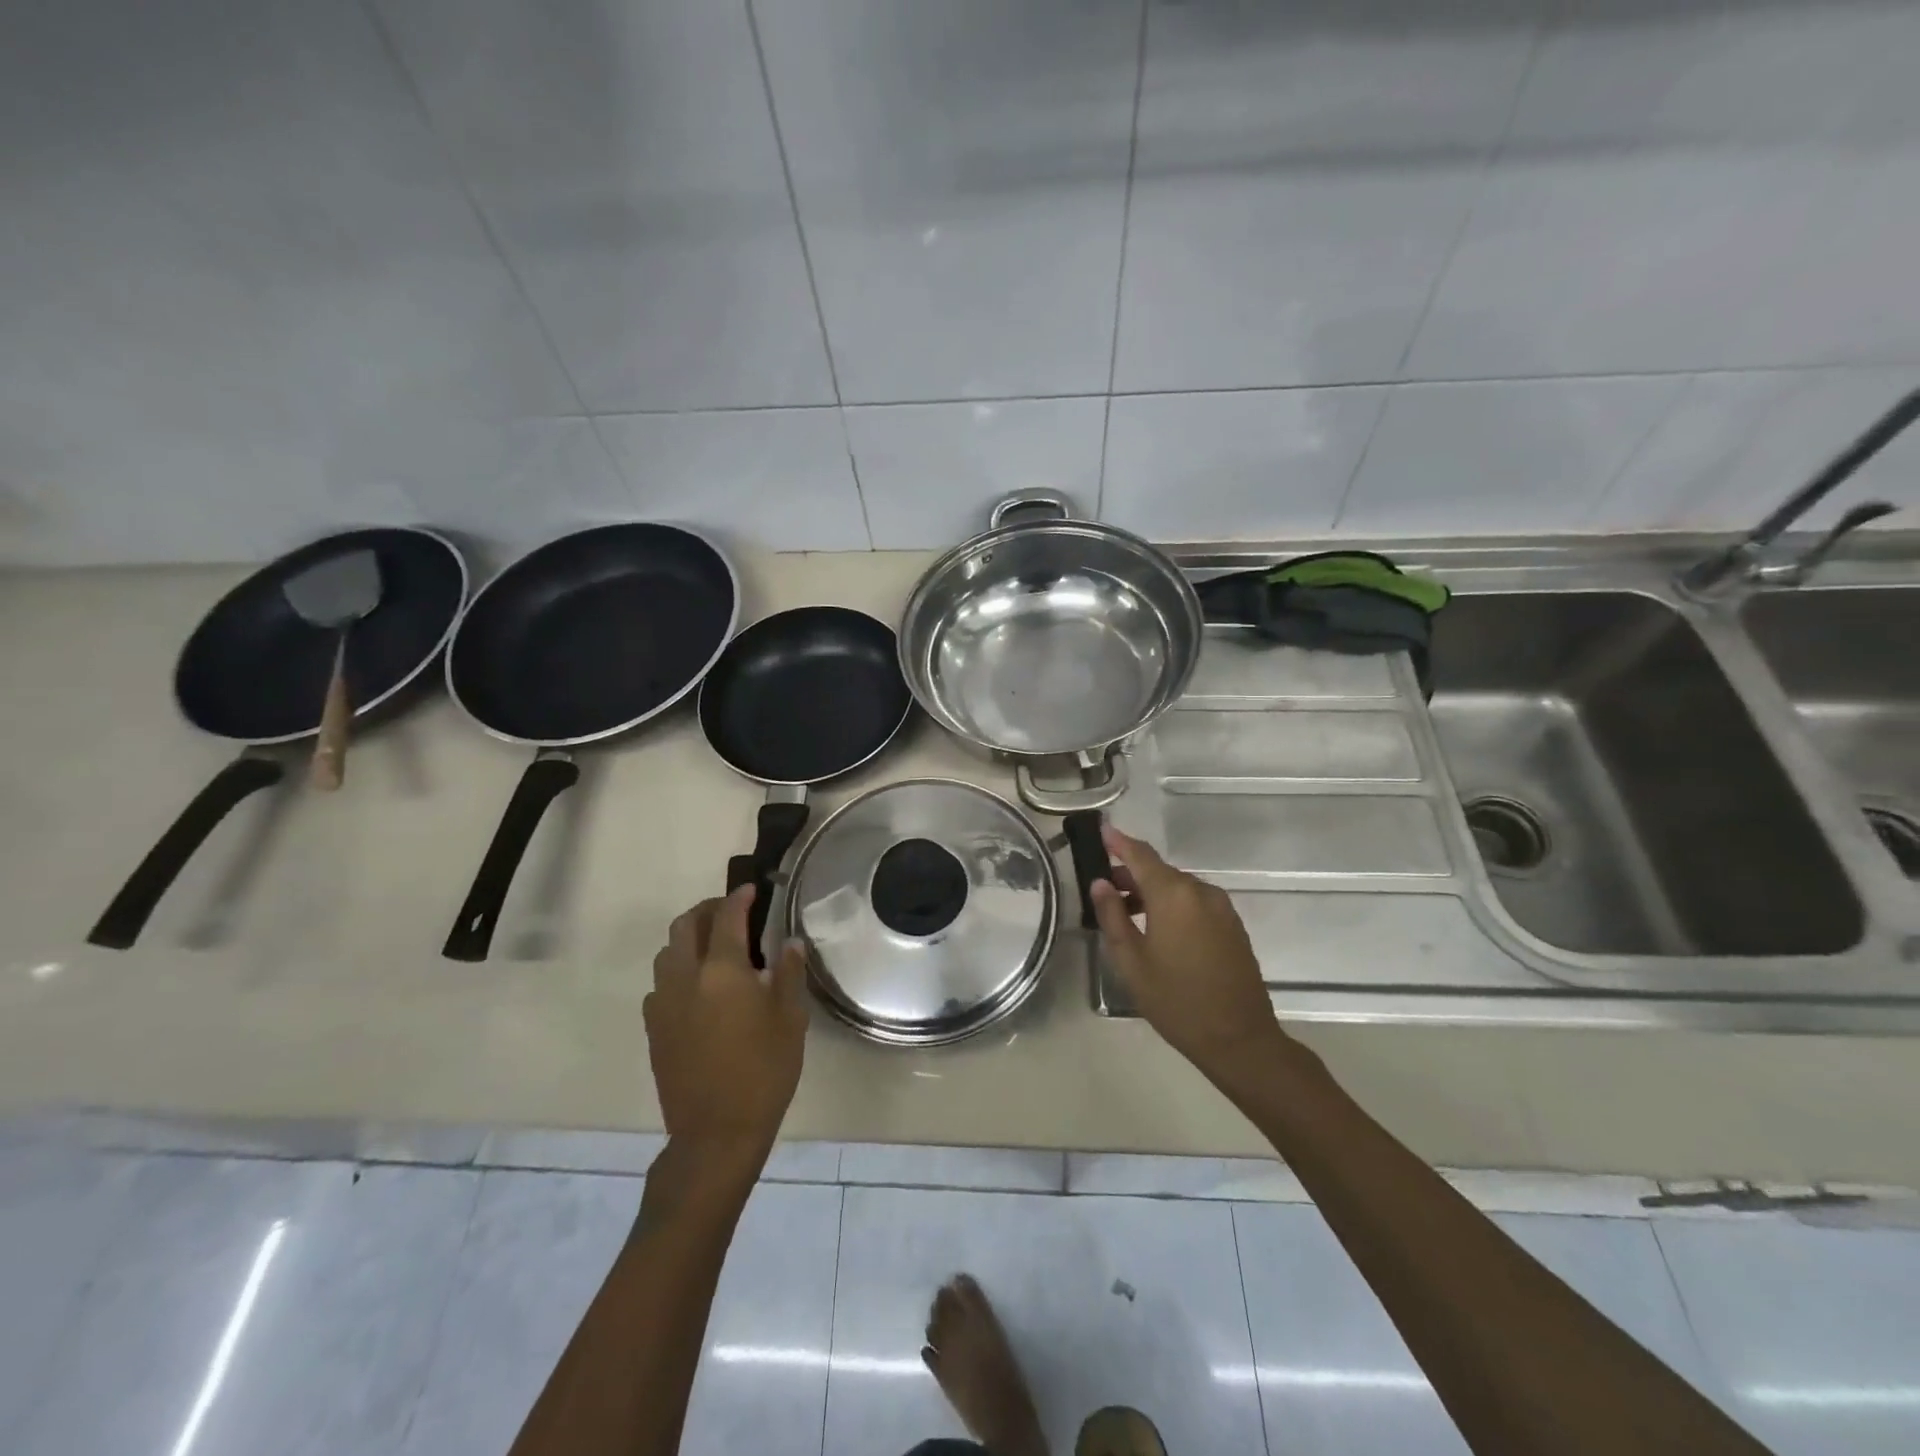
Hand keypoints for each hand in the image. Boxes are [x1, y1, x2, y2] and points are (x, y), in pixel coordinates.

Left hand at [643, 886, 808, 1163]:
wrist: (715, 1133)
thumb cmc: (763, 1073)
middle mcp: (686, 978)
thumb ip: (788, 974)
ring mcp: (663, 1003)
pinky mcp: (653, 1028)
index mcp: (723, 971)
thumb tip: (789, 942)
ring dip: (687, 938)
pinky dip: (677, 970)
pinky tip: (697, 988)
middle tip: (729, 912)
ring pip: (667, 953)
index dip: (739, 898)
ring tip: (713, 947)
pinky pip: (660, 983)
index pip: (727, 917)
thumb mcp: (790, 1020)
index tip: (752, 889)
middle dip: (707, 910)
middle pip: (685, 926)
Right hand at [1089, 824, 1285, 1075]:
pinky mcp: (1233, 925)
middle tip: (1106, 889)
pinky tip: (1160, 930)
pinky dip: (1174, 905)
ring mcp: (1222, 908)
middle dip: (1132, 874)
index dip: (1119, 841)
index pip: (1140, 855)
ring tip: (1129, 915)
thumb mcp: (1131, 961)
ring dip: (1153, 892)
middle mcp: (1200, 892)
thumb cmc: (1176, 1001)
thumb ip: (1113, 916)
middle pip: (1160, 871)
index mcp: (1173, 895)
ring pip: (1179, 888)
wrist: (1240, 1039)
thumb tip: (1101, 883)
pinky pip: (1196, 903)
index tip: (1102, 829)